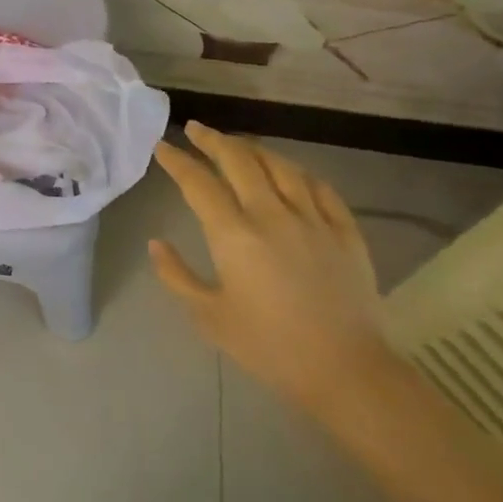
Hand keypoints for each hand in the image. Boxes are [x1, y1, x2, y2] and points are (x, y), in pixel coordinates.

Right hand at [150, 121, 395, 411]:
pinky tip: (290, 172)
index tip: (162, 147)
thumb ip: (177, 276)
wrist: (345, 371)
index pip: (198, 183)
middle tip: (196, 129)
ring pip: (281, 166)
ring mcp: (313, 219)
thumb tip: (157, 243)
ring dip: (254, 149)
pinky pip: (320, 187)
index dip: (177, 161)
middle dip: (213, 140)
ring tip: (238, 144)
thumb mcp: (209, 317)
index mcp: (234, 235)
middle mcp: (272, 214)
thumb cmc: (269, 347)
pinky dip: (298, 172)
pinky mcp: (345, 231)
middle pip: (239, 161)